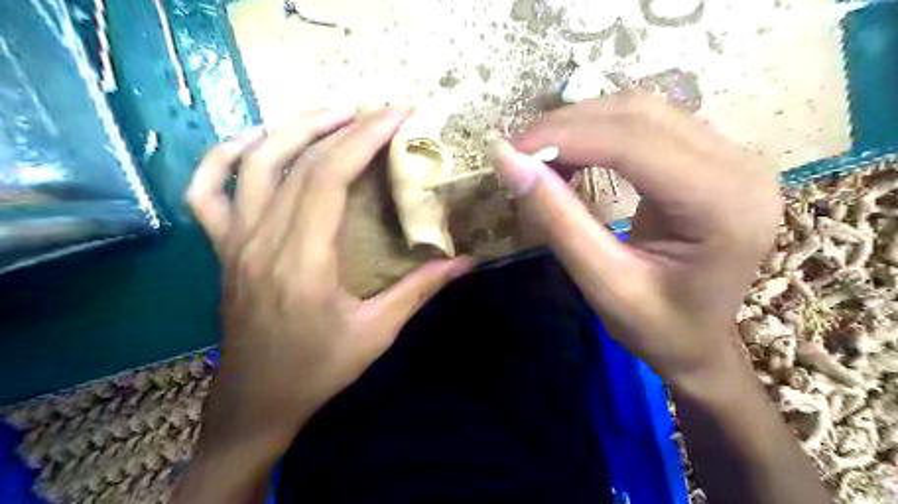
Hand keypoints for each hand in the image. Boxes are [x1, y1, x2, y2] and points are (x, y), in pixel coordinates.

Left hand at [188, 110, 471, 456]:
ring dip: (292, 129)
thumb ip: (420, 290)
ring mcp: (234, 241)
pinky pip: (206, 192)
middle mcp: (262, 239)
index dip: (363, 138)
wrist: (256, 402)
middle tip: (378, 112)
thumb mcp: (377, 333)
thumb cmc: (318, 370)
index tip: (396, 115)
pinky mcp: (222, 249)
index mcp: (302, 260)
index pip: (329, 176)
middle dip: (343, 126)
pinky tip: (256, 143)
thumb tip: (464, 262)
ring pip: (253, 164)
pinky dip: (223, 157)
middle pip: (298, 162)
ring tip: (332, 115)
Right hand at [488, 92, 782, 393]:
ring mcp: (732, 155)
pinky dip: (600, 132)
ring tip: (539, 156)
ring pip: (642, 110)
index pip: (634, 143)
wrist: (702, 343)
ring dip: (581, 125)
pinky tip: (574, 156)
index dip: (565, 137)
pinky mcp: (714, 157)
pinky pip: (649, 124)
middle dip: (568, 126)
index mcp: (722, 205)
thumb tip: (508, 161)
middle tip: (519, 154)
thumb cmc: (658, 329)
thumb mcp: (603, 283)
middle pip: (639, 114)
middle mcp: (738, 165)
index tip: (511, 151)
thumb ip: (557, 221)